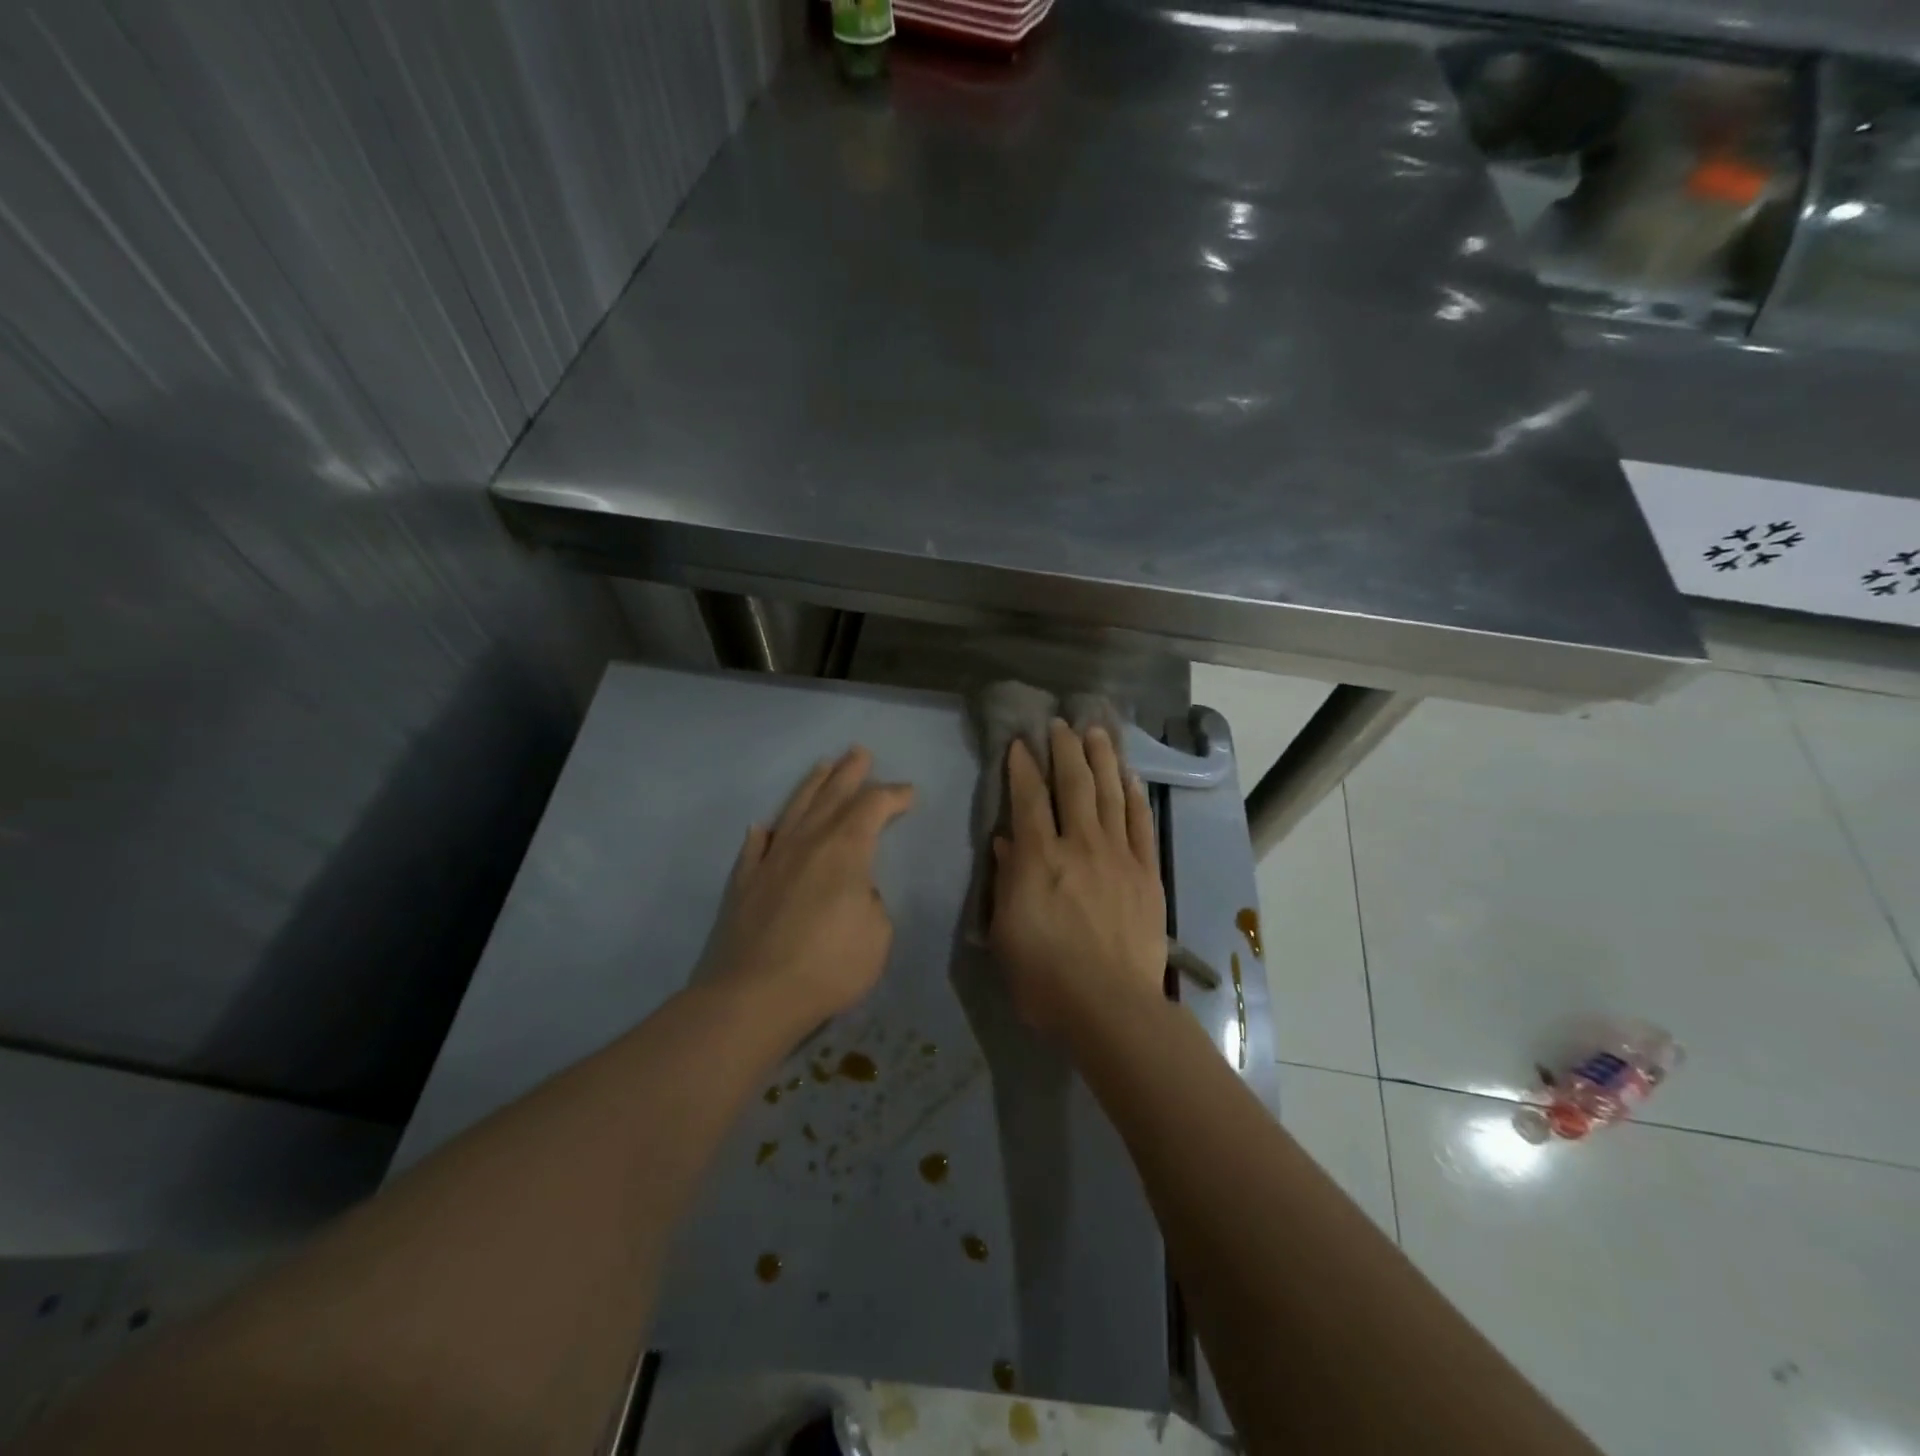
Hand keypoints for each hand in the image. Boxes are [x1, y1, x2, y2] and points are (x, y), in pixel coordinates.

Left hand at [703, 747, 914, 1031]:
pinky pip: (755, 848)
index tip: (909, 793)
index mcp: (845, 849)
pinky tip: (763, 826)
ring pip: (794, 810)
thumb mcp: (878, 936)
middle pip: (832, 795)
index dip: (894, 795)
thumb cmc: (829, 966)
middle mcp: (807, 842)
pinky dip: (763, 834)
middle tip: (859, 751)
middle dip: (850, 772)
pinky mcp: (744, 883)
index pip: (874, 806)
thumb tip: (856, 891)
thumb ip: (872, 902)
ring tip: (822, 766)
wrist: (754, 996)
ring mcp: (771, 859)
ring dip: (811, 786)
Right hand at [988, 720, 1166, 1035]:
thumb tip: (1006, 840)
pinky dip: (1134, 796)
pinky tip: (1129, 777)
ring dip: (1102, 759)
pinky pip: (1141, 824)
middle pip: (1074, 784)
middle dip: (1065, 749)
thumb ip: (1007, 879)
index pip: (1029, 798)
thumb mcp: (1005, 930)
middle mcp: (1080, 845)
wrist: (1110, 1006)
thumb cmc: (1044, 976)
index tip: (1020, 742)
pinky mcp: (1146, 873)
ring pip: (1110, 794)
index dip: (1023, 766)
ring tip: (1097, 732)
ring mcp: (1118, 856)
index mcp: (1039, 858)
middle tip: (1061, 723)